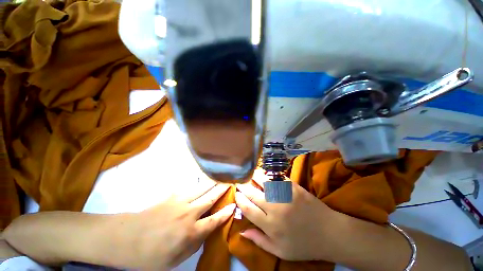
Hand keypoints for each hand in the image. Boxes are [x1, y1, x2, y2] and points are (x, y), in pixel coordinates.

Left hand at [113, 183, 234, 269]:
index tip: (234, 204)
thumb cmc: (148, 256)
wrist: (124, 238)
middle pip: (210, 198)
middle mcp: (189, 213)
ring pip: (201, 189)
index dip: (226, 212)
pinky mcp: (171, 196)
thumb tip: (205, 232)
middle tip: (230, 183)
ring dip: (212, 183)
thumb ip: (193, 246)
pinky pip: (188, 187)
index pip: (214, 220)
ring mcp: (179, 202)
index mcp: (190, 232)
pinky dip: (196, 182)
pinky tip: (200, 179)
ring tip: (219, 178)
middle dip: (221, 190)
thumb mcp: (174, 261)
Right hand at [235, 180, 339, 261]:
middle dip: (244, 187)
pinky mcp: (293, 186)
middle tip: (239, 182)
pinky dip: (268, 174)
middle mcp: (275, 208)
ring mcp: (285, 195)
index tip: (236, 194)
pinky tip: (264, 173)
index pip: (248, 209)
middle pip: (253, 194)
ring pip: (263, 182)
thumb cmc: (304, 245)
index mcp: (270, 225)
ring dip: (254, 177)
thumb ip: (259, 240)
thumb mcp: (280, 251)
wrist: (329, 232)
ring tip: (248, 175)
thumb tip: (242, 230)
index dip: (240, 200)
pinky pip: (277, 178)